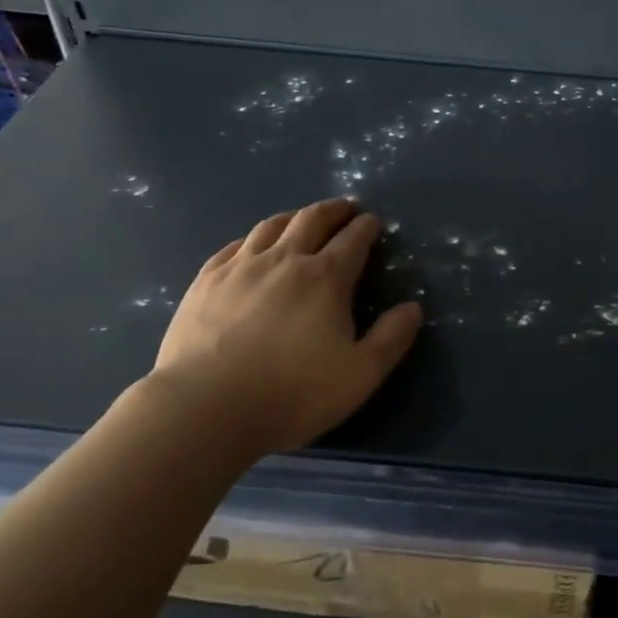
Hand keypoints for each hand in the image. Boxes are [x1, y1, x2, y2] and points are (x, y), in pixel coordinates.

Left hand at [150, 199, 423, 455]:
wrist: (204, 408)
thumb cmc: (291, 393)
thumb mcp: (359, 375)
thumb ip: (391, 338)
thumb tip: (413, 307)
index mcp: (326, 278)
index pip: (353, 240)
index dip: (366, 227)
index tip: (373, 222)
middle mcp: (285, 260)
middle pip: (313, 220)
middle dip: (334, 210)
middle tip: (345, 209)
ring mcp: (240, 267)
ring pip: (272, 226)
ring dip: (294, 217)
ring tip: (302, 219)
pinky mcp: (206, 281)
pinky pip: (234, 246)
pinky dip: (253, 238)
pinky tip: (252, 246)